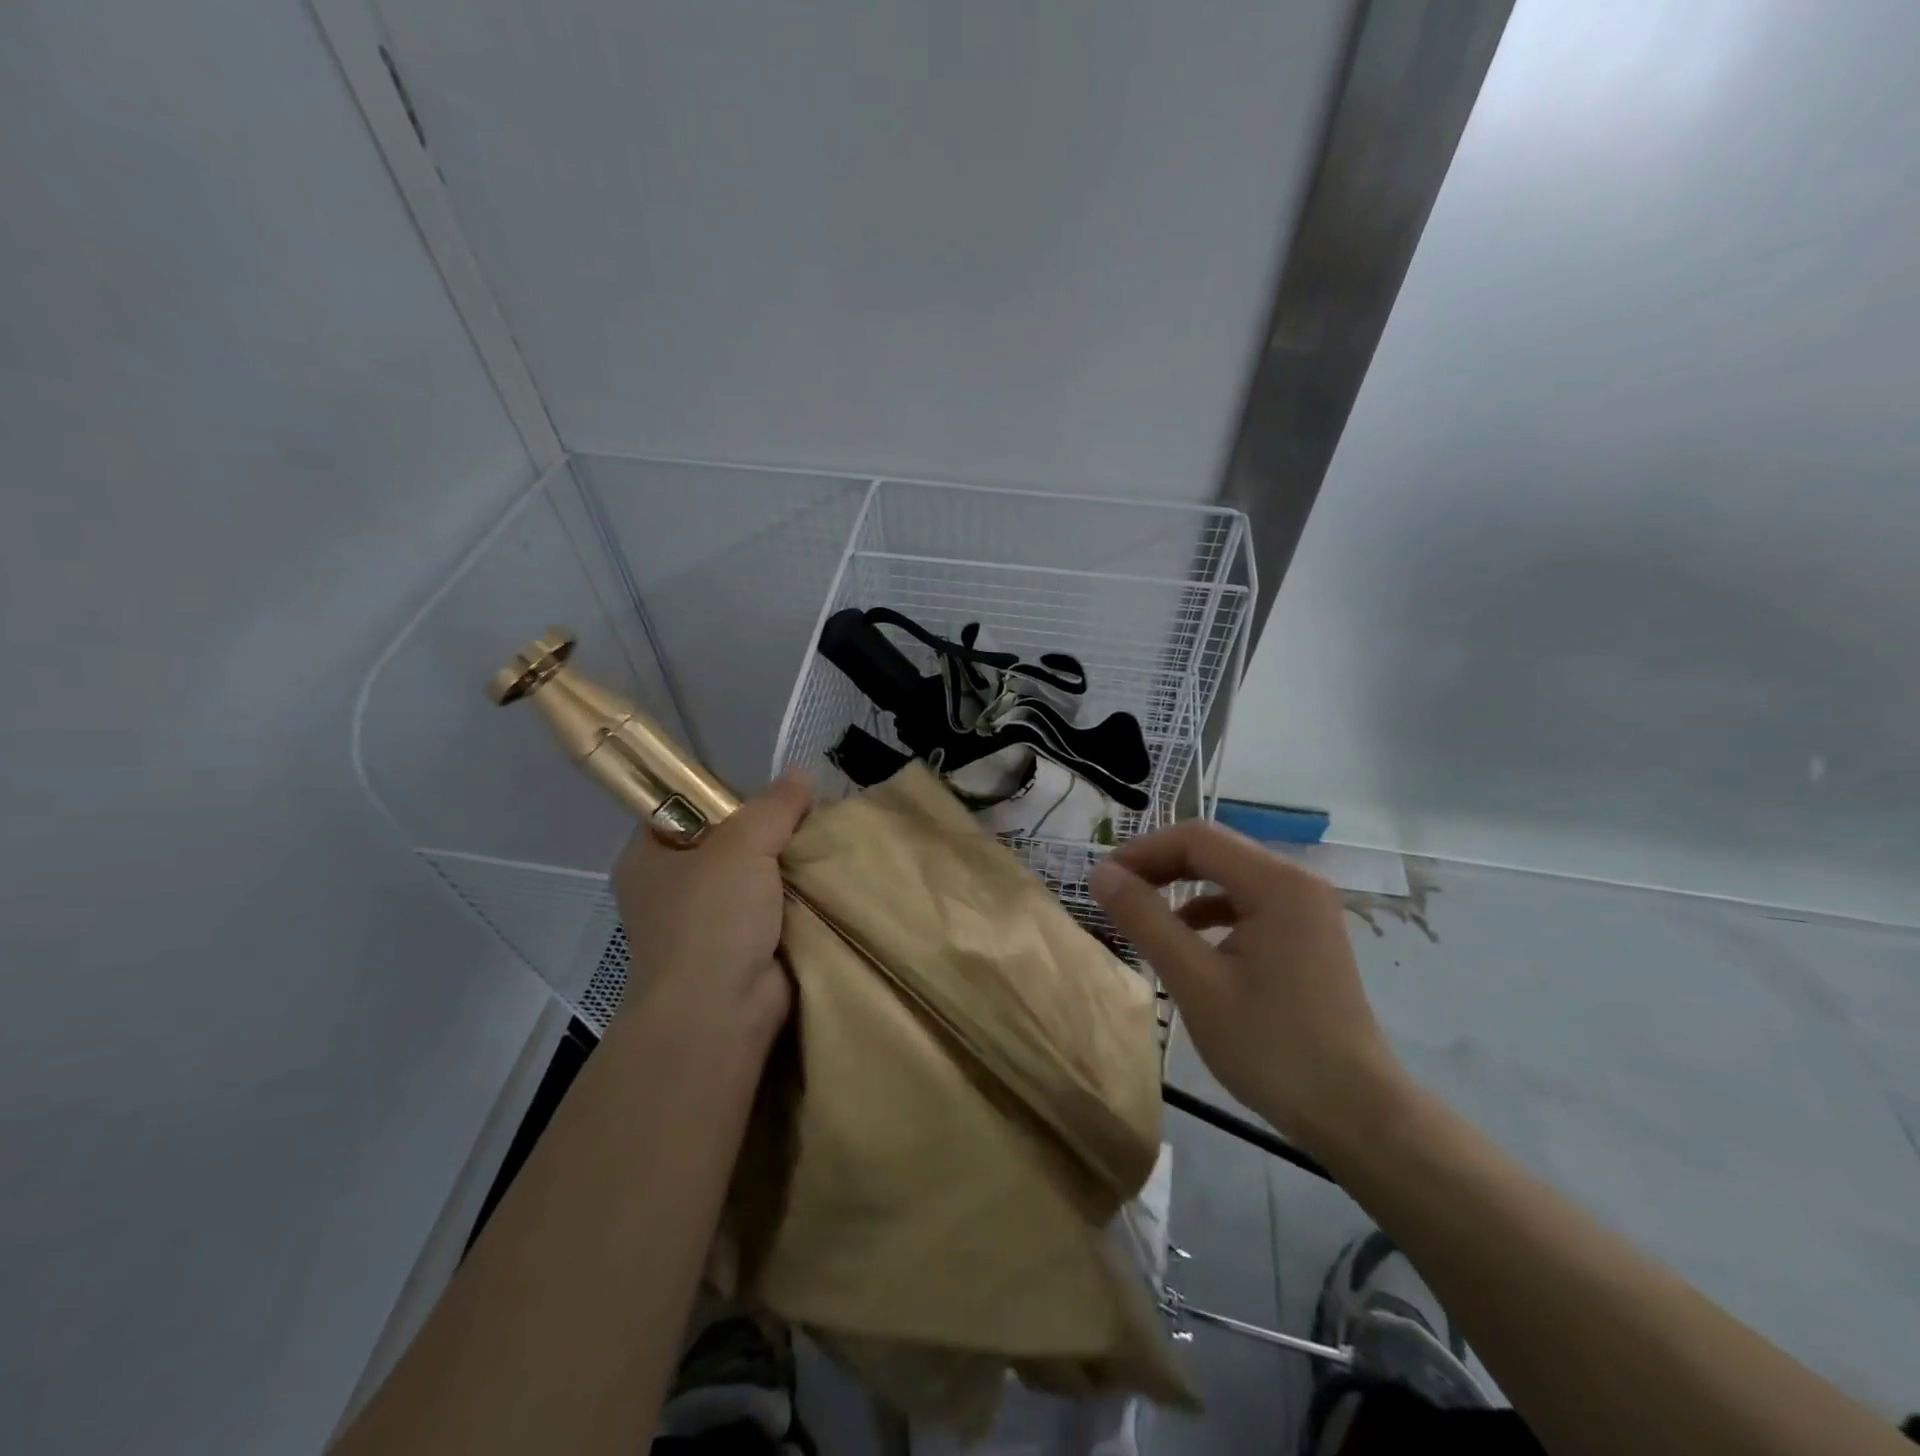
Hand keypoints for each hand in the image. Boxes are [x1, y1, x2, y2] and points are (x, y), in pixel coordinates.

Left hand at [610, 770, 811, 1053]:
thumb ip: (774, 806)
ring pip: (755, 877)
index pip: (685, 808)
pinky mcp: (741, 950)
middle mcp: (672, 889)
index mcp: (650, 858)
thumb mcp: (743, 844)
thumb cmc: (712, 918)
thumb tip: (802, 773)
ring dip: (788, 867)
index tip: (772, 793)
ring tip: (827, 843)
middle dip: (769, 832)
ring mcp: (706, 924)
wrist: (720, 1012)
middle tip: (811, 815)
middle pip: (727, 842)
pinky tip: (829, 880)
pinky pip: (773, 910)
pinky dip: (798, 900)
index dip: (726, 794)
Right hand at [1090, 821, 1411, 1160]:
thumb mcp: (1196, 982)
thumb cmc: (1272, 1047)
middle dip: (1159, 866)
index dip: (1143, 851)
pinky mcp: (1306, 936)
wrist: (1356, 1115)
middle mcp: (1297, 883)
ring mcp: (1306, 910)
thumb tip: (1101, 874)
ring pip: (1229, 877)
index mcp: (1277, 883)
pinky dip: (1209, 913)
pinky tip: (1186, 942)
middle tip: (1114, 893)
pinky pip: (1247, 905)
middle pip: (1215, 851)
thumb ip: (1146, 920)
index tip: (1102, 879)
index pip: (1196, 839)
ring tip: (1140, 914)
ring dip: (1181, 888)